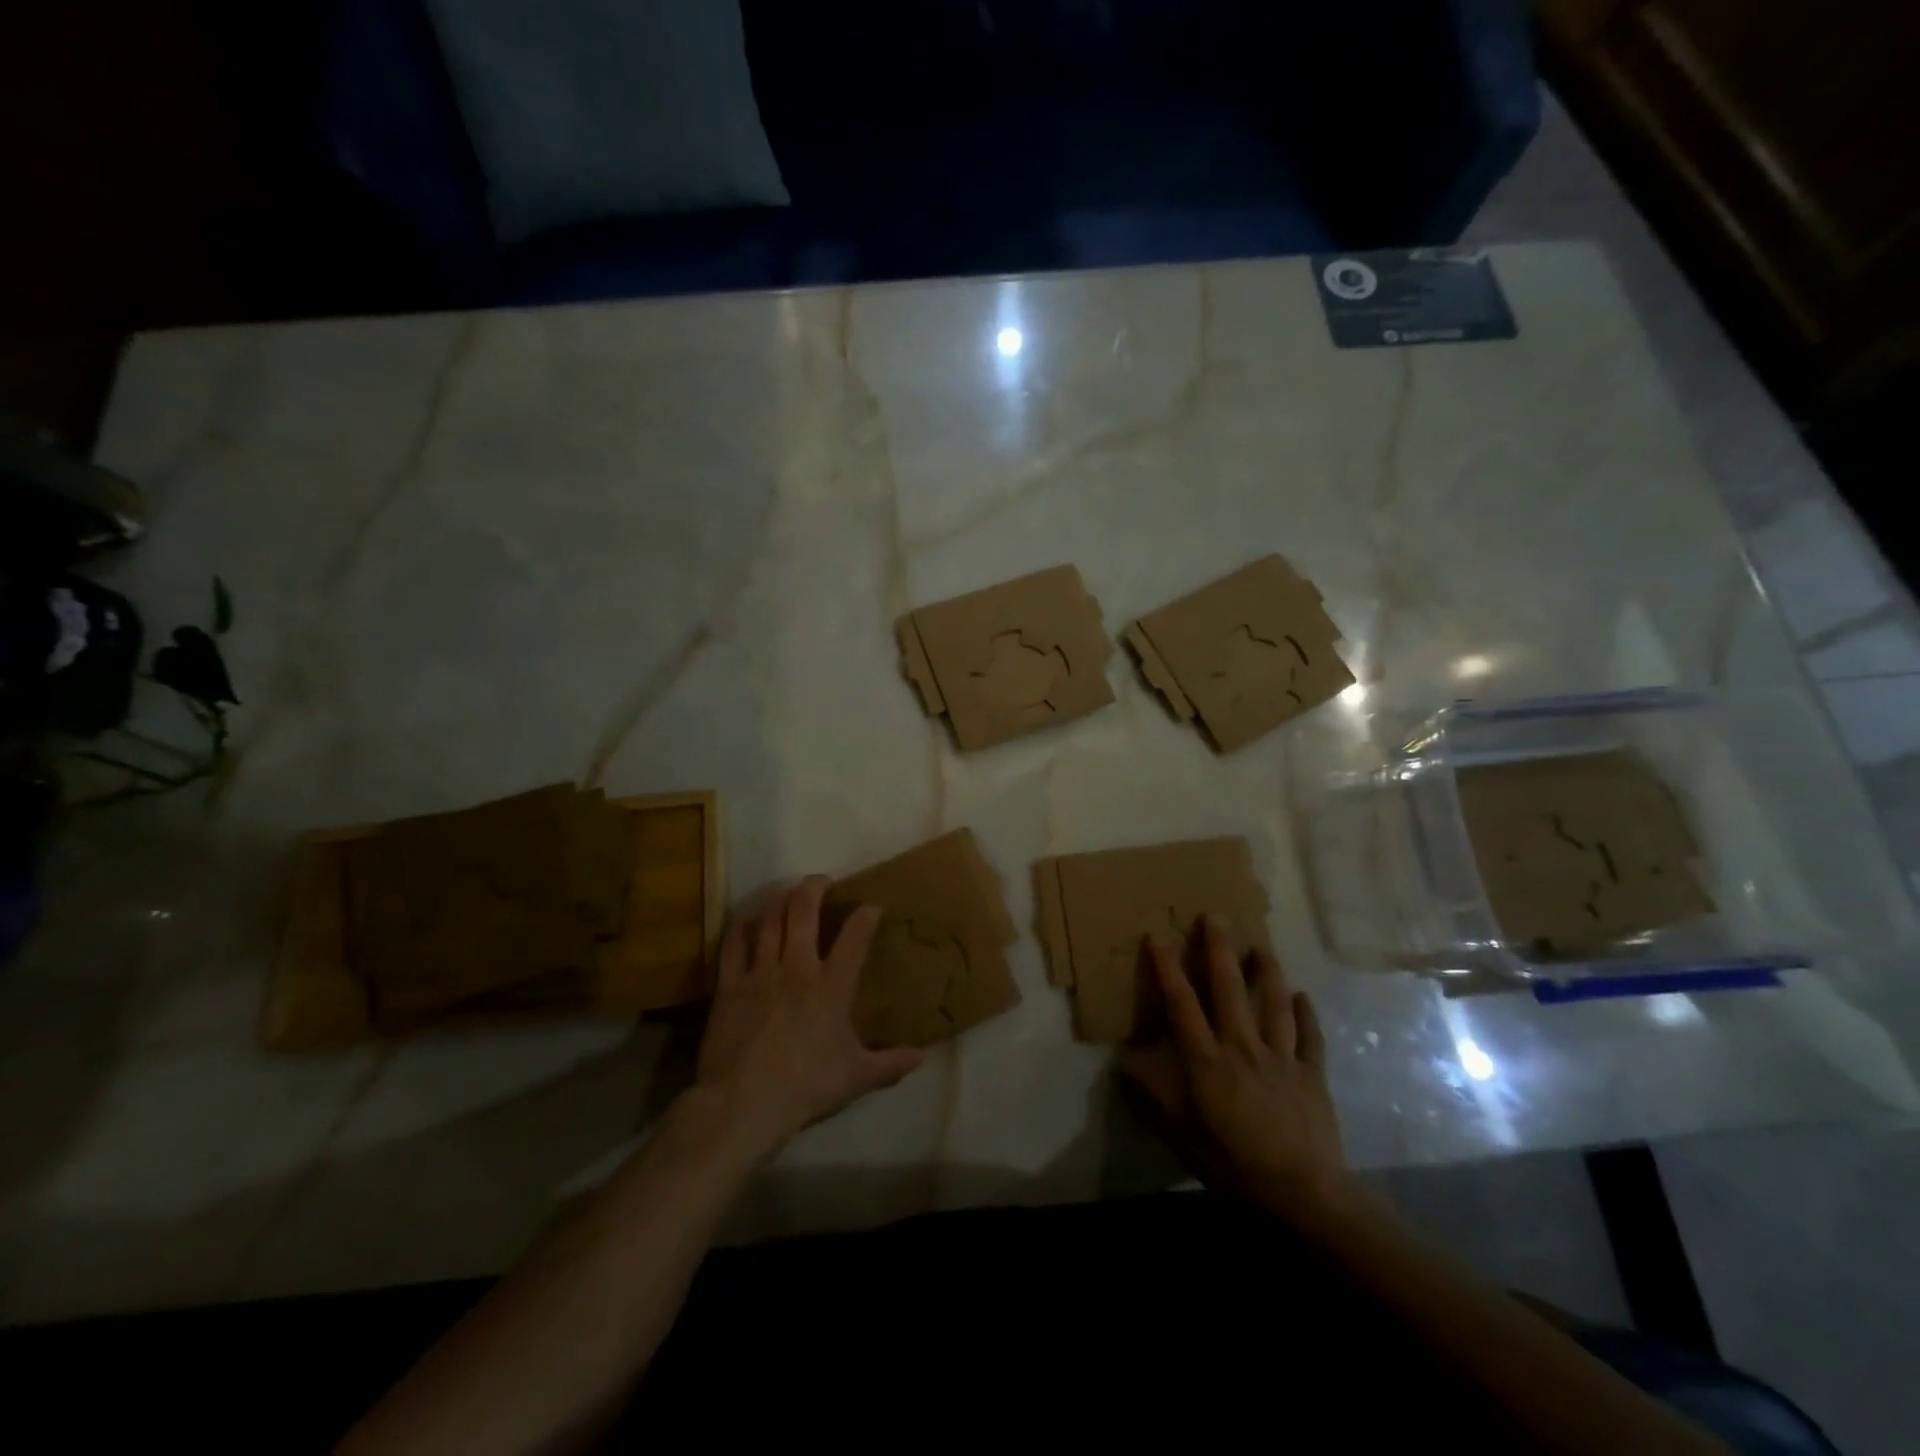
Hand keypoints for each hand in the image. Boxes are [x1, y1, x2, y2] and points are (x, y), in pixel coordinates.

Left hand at [690, 877, 925, 1158]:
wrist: (743, 1103)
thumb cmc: (806, 1086)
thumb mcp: (856, 1078)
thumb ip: (891, 1064)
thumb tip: (923, 1056)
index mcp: (831, 986)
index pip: (855, 936)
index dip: (866, 914)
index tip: (873, 905)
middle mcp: (797, 967)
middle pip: (803, 910)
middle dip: (814, 887)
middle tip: (822, 882)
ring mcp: (760, 972)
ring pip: (769, 919)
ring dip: (780, 900)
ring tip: (787, 894)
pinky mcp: (729, 985)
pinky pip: (734, 943)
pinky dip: (743, 926)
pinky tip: (750, 921)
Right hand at [1121, 917, 1349, 1220]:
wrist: (1302, 1193)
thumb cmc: (1233, 1162)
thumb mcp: (1181, 1132)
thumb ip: (1154, 1091)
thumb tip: (1127, 1059)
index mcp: (1207, 1060)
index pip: (1182, 1004)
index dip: (1168, 968)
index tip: (1158, 935)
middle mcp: (1242, 1046)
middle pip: (1230, 989)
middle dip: (1219, 949)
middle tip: (1214, 916)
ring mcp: (1281, 1057)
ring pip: (1274, 1003)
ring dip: (1267, 971)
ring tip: (1261, 945)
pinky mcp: (1311, 1074)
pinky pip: (1310, 1037)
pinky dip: (1307, 1014)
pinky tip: (1303, 996)